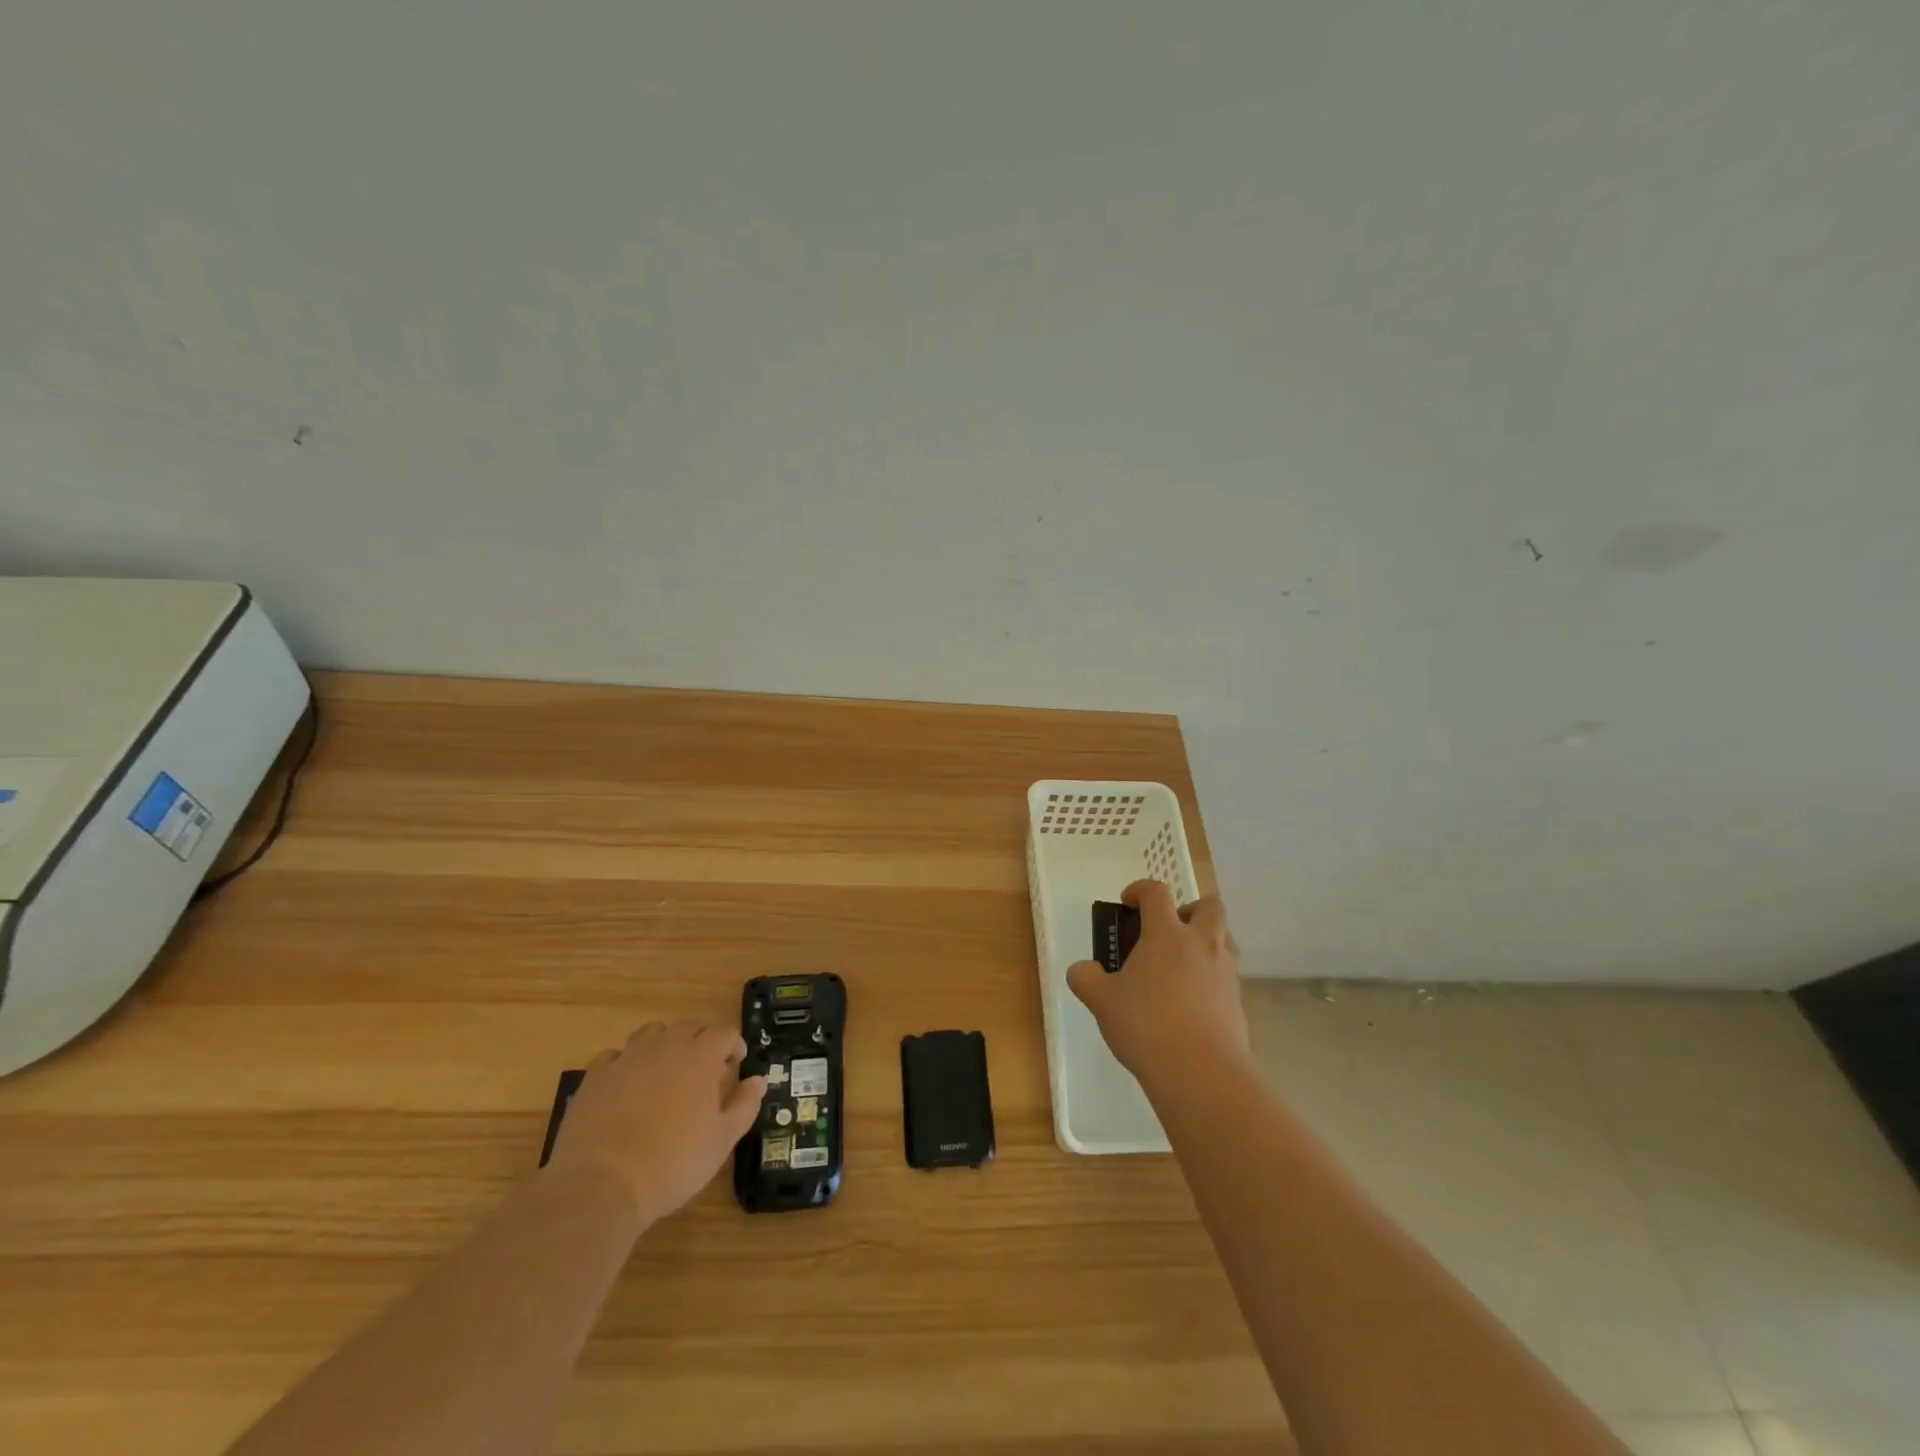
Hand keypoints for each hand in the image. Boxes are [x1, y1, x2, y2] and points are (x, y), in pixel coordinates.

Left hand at [546, 1021, 766, 1227]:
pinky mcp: (595, 1077)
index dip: (734, 1045)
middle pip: (689, 1026)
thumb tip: (758, 1080)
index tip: (737, 1063)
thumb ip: (744, 1105)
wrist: (601, 1186)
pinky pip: (615, 1055)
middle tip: (706, 1066)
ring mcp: (627, 1058)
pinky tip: (627, 1083)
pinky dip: (626, 1062)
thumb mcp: (722, 1141)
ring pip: (652, 1033)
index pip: (724, 1033)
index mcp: (700, 1057)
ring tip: (667, 1068)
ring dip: (665, 1043)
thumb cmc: (673, 1164)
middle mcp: (665, 1047)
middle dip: (702, 1040)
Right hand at [1067, 880, 1249, 1095]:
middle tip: (1166, 931)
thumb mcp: (1101, 1001)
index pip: (1156, 892)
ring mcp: (1225, 973)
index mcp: (1166, 934)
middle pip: (1209, 906)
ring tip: (1177, 969)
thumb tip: (1082, 970)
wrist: (1201, 1073)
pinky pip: (1226, 977)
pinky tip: (1188, 1005)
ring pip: (1224, 940)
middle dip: (1188, 910)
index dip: (1140, 890)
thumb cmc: (1146, 1025)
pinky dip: (1209, 979)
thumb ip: (1086, 979)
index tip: (1128, 903)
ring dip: (1204, 942)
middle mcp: (1201, 944)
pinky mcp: (1238, 1003)